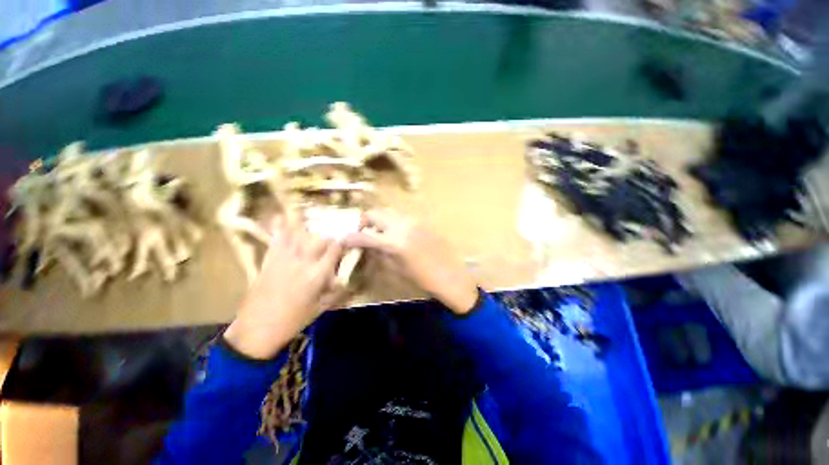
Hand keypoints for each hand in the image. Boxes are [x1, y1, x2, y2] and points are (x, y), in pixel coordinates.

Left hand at [224, 218, 343, 359]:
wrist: (256, 329)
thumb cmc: (293, 321)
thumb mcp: (321, 308)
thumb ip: (336, 291)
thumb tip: (344, 279)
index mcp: (317, 274)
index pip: (335, 249)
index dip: (342, 242)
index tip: (347, 241)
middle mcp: (303, 262)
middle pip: (320, 238)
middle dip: (329, 233)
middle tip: (334, 234)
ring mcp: (284, 258)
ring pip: (300, 234)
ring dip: (309, 226)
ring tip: (316, 219)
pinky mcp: (269, 260)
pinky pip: (275, 239)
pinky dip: (278, 226)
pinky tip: (280, 215)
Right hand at [343, 210, 478, 314]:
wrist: (450, 275)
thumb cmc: (422, 279)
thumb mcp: (396, 269)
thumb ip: (379, 254)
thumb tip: (367, 246)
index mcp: (394, 243)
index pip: (365, 235)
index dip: (351, 238)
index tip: (344, 240)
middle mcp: (402, 226)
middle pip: (376, 213)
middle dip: (365, 221)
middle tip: (364, 233)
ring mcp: (414, 221)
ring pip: (389, 211)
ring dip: (380, 219)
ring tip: (380, 233)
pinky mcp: (422, 221)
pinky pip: (402, 216)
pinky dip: (393, 221)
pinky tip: (396, 233)